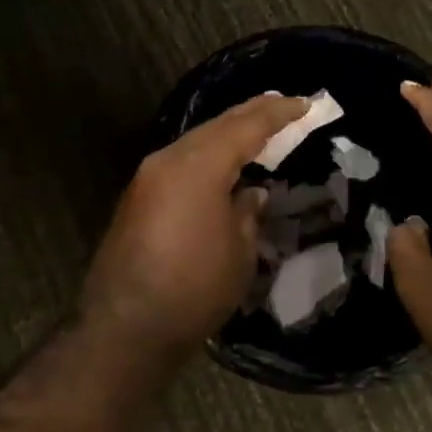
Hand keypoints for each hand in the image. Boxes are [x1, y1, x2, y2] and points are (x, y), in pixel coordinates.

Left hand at [79, 94, 307, 357]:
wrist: (126, 328)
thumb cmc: (194, 289)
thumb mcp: (239, 251)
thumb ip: (247, 212)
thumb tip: (250, 192)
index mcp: (198, 166)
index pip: (246, 127)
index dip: (278, 114)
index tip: (305, 103)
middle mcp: (168, 160)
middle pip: (216, 126)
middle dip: (251, 114)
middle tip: (283, 105)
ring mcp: (147, 179)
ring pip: (195, 142)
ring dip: (227, 133)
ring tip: (257, 128)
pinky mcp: (137, 199)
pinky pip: (180, 163)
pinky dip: (207, 156)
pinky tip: (222, 163)